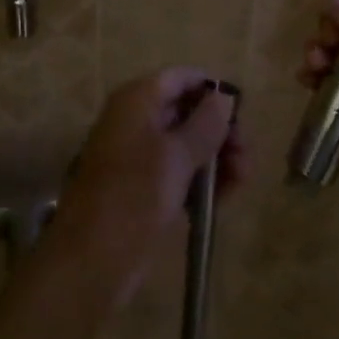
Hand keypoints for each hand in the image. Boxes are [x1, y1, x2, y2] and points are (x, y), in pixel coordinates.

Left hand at [51, 68, 243, 296]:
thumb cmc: (135, 196)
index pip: (181, 77)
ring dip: (217, 159)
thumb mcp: (177, 156)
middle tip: (245, 156)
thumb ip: (205, 124)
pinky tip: (224, 199)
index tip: (242, 114)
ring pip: (186, 145)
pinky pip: (179, 173)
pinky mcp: (144, 188)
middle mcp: (136, 121)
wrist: (92, 260)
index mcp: (137, 101)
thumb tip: (224, 96)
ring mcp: (139, 156)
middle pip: (187, 111)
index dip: (212, 90)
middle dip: (220, 131)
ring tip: (241, 182)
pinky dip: (202, 181)